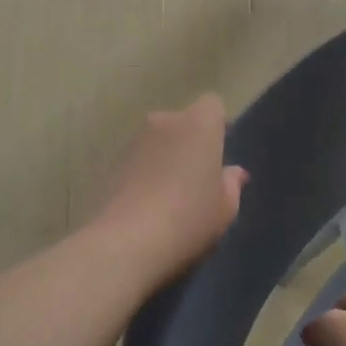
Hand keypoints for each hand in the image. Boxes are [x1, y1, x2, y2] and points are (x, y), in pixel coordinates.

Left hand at [93, 94, 244, 281]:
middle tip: (195, 177)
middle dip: (189, 141)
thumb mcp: (225, 208)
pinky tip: (145, 203)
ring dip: (164, 156)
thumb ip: (231, 184)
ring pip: (158, 139)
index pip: (212, 105)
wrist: (128, 240)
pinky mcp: (112, 160)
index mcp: (199, 124)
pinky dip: (143, 172)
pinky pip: (138, 159)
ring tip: (168, 194)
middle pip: (183, 121)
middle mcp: (165, 120)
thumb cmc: (189, 218)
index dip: (217, 125)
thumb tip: (233, 172)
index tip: (218, 153)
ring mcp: (135, 139)